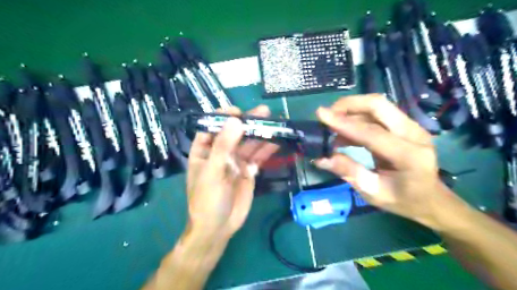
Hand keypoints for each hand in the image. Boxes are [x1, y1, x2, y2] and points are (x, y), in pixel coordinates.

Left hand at [187, 105, 278, 237]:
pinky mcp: (249, 171)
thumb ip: (224, 146)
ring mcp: (236, 162)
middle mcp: (221, 153)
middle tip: (264, 112)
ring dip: (260, 134)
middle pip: (235, 133)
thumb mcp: (212, 172)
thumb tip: (236, 120)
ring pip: (249, 144)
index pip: (212, 127)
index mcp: (204, 151)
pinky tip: (276, 141)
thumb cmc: (207, 200)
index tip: (238, 111)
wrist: (219, 228)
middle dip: (248, 123)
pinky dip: (267, 149)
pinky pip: (258, 157)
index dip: (223, 117)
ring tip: (274, 123)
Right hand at [312, 94, 452, 229]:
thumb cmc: (403, 200)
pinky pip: (377, 114)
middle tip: (328, 114)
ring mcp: (411, 127)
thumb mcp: (373, 192)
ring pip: (377, 106)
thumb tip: (321, 158)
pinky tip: (345, 133)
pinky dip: (357, 118)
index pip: (371, 132)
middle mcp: (413, 134)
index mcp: (409, 156)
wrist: (431, 199)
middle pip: (378, 105)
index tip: (320, 114)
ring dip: (351, 111)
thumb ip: (348, 172)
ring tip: (332, 127)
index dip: (344, 123)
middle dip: (349, 105)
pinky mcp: (405, 125)